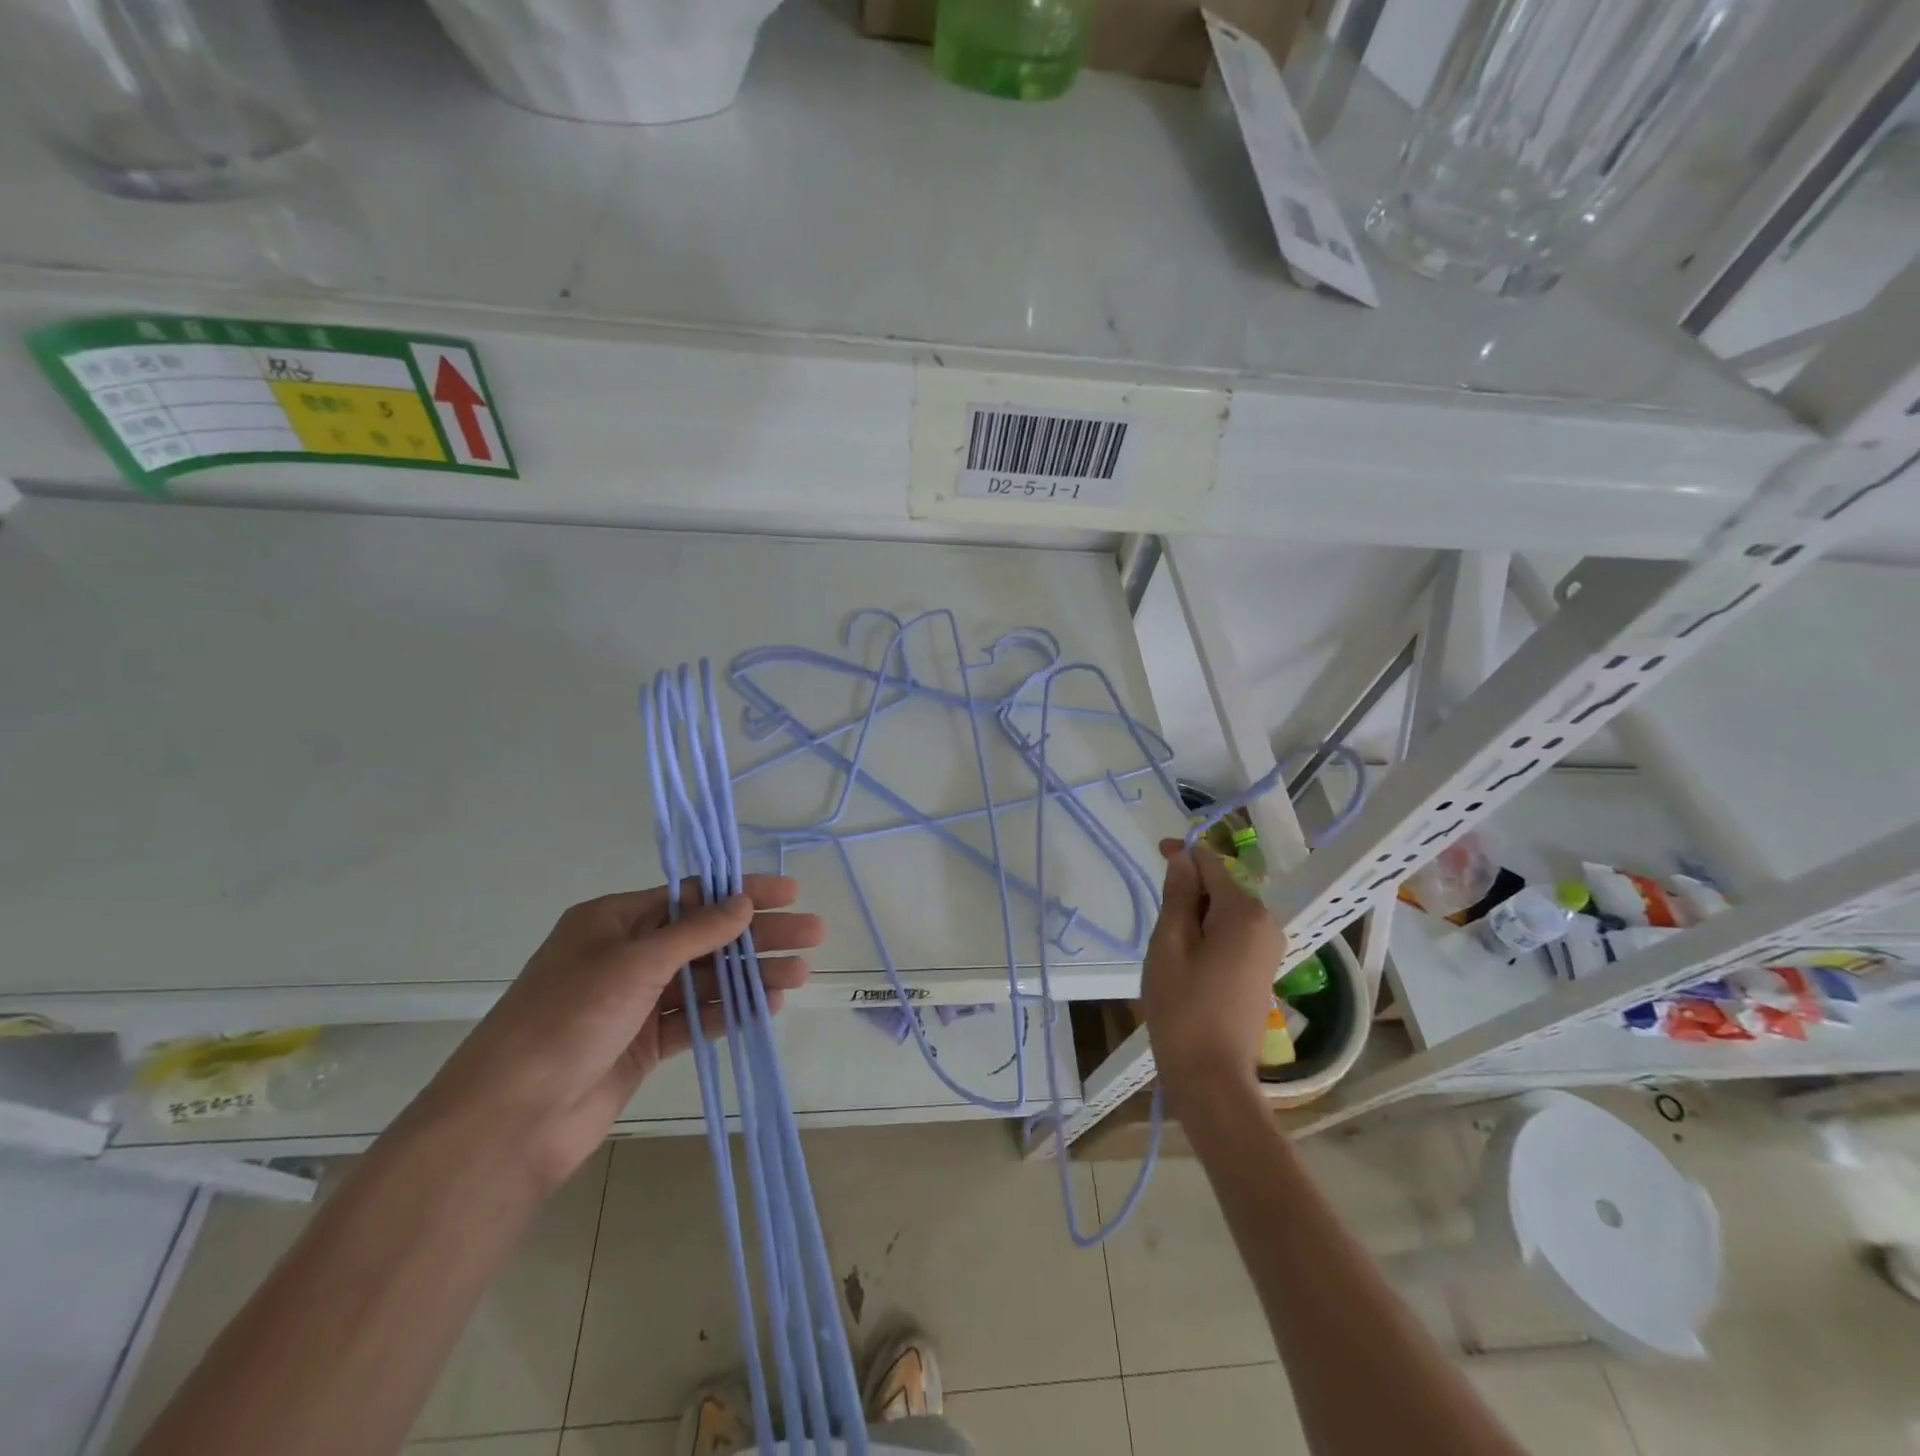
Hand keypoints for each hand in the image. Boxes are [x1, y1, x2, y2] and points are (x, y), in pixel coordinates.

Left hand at [400, 877, 822, 1190]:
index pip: (692, 895)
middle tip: (812, 934)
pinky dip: (731, 1012)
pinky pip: (696, 1018)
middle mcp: (627, 955)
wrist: (510, 1122)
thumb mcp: (632, 964)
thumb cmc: (565, 1020)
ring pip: (706, 979)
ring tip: (800, 974)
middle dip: (758, 935)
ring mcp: (636, 1002)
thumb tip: (744, 901)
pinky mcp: (645, 1044)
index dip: (743, 892)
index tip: (790, 892)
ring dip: (751, 975)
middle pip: (706, 936)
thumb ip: (694, 932)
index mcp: (614, 921)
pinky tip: (769, 1006)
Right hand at [1141, 840, 1284, 1105]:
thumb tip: (1183, 857)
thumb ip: (1177, 895)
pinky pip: (1232, 932)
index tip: (1155, 852)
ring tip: (1169, 947)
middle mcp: (1266, 922)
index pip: (1211, 864)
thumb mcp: (1168, 944)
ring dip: (1195, 915)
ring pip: (1224, 910)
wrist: (1211, 1076)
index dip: (1182, 854)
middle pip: (1220, 886)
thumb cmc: (1182, 1007)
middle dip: (1188, 892)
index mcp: (1244, 912)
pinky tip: (1187, 960)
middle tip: (1158, 925)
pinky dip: (1208, 933)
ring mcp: (1269, 947)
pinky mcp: (1262, 967)